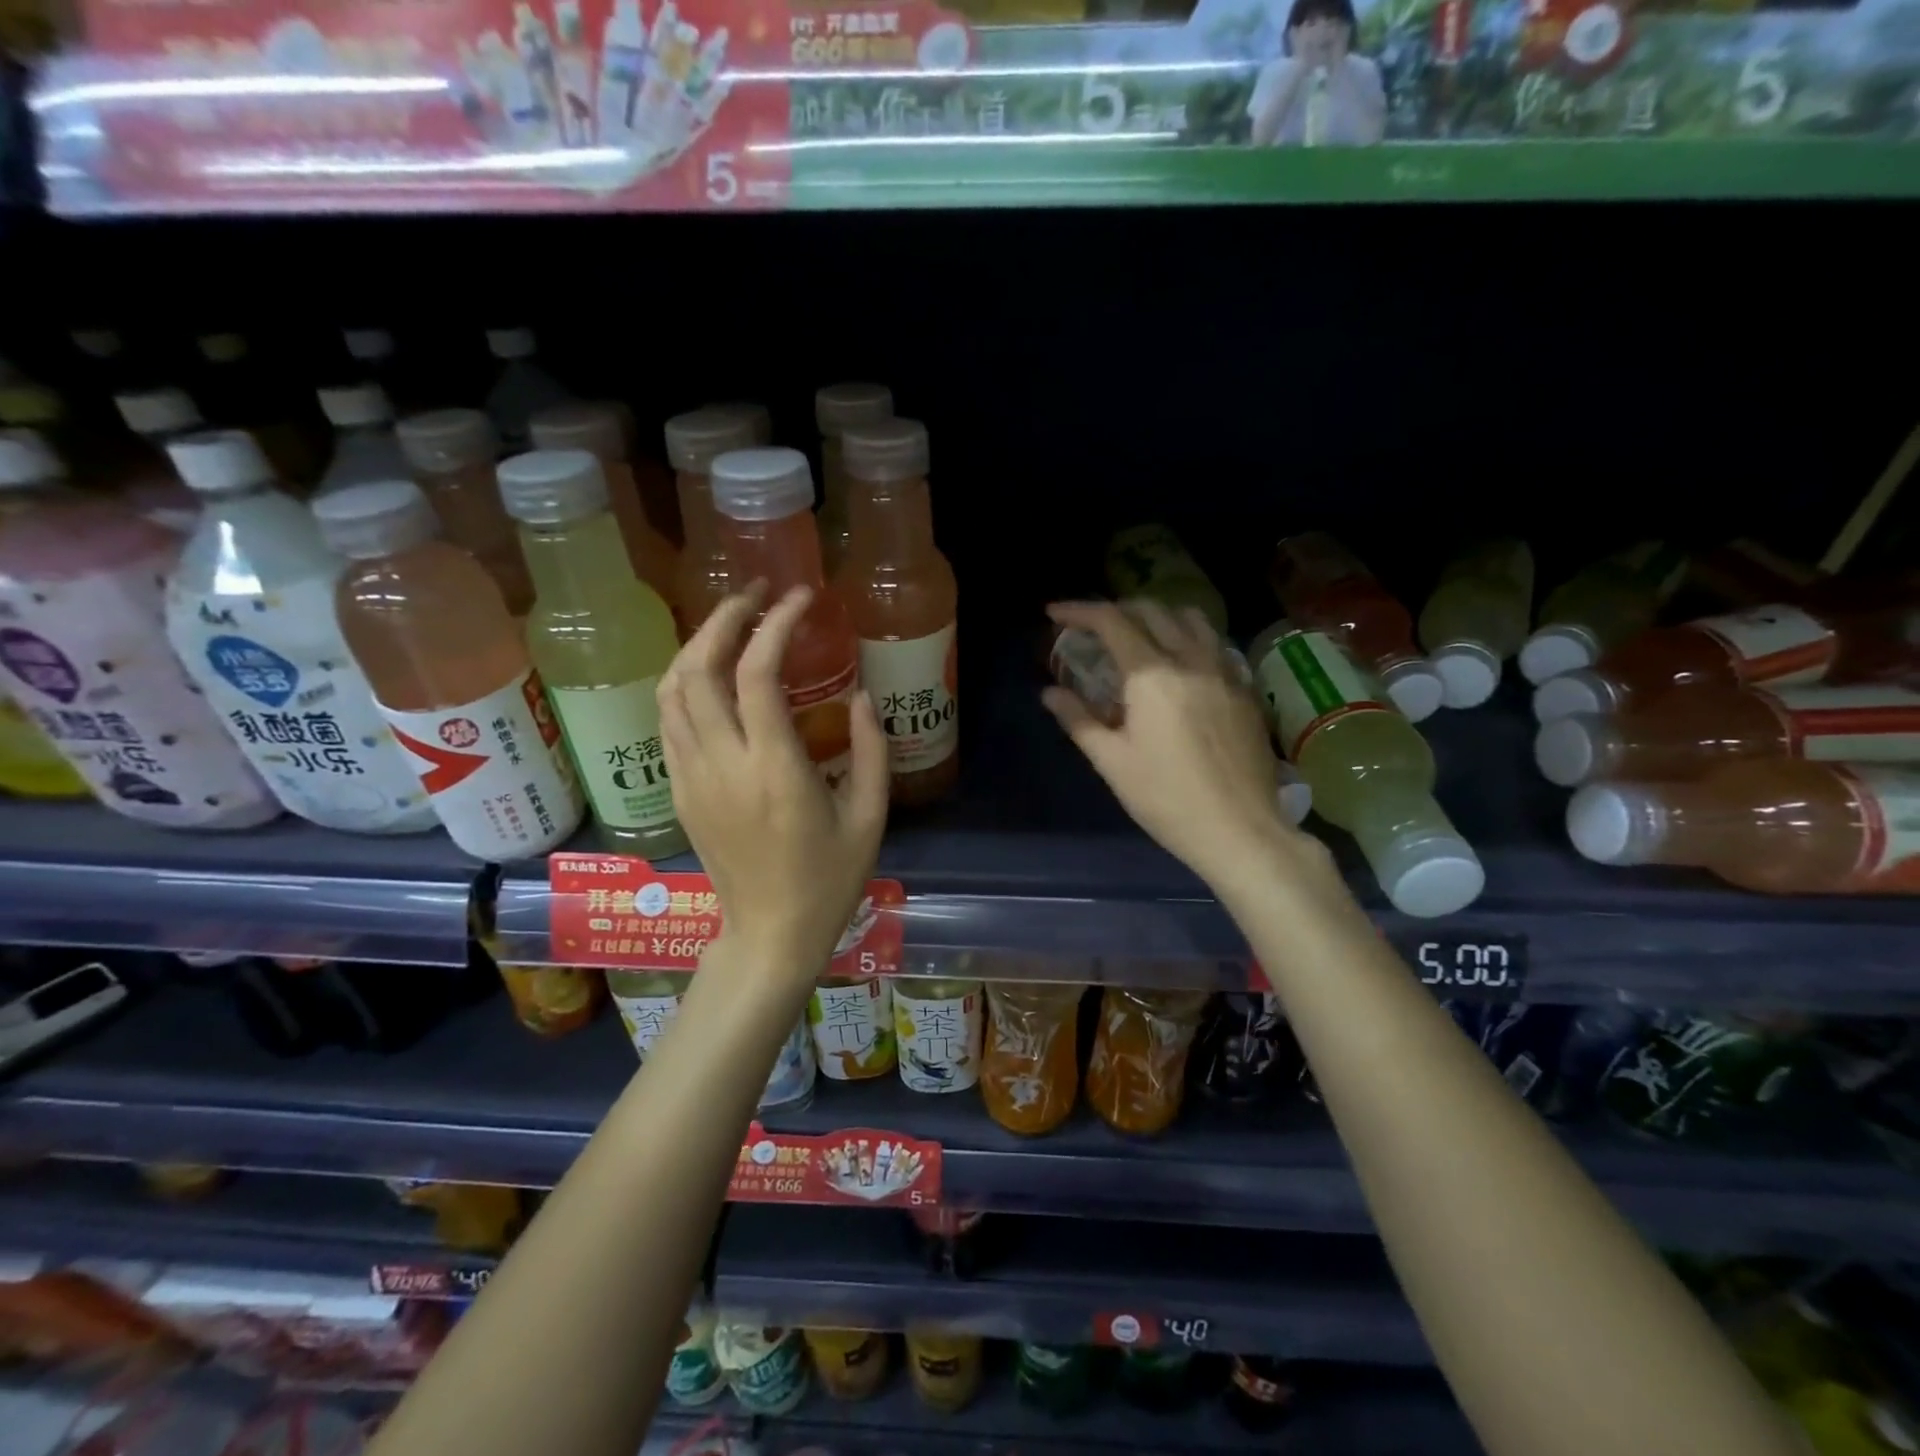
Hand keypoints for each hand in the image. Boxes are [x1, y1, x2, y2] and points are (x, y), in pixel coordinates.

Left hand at [657, 582, 889, 974]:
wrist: (770, 934)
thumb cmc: (829, 879)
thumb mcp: (870, 817)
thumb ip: (870, 750)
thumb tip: (860, 694)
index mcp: (775, 770)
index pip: (758, 674)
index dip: (776, 624)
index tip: (800, 597)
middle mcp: (723, 765)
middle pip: (698, 668)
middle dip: (724, 617)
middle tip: (756, 594)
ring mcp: (692, 777)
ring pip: (670, 690)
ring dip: (698, 645)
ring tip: (732, 624)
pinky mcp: (680, 790)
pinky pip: (668, 720)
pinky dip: (684, 683)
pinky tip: (712, 674)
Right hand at [1043, 600, 1319, 892]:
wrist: (1240, 830)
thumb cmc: (1166, 799)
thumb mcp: (1112, 762)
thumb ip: (1079, 719)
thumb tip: (1050, 692)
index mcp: (1152, 675)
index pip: (1112, 622)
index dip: (1079, 611)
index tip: (1055, 614)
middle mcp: (1191, 660)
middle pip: (1152, 610)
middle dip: (1116, 610)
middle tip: (1091, 628)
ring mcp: (1224, 672)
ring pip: (1191, 619)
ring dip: (1157, 616)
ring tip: (1137, 635)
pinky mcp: (1245, 690)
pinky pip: (1214, 644)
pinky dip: (1188, 638)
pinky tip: (1178, 666)